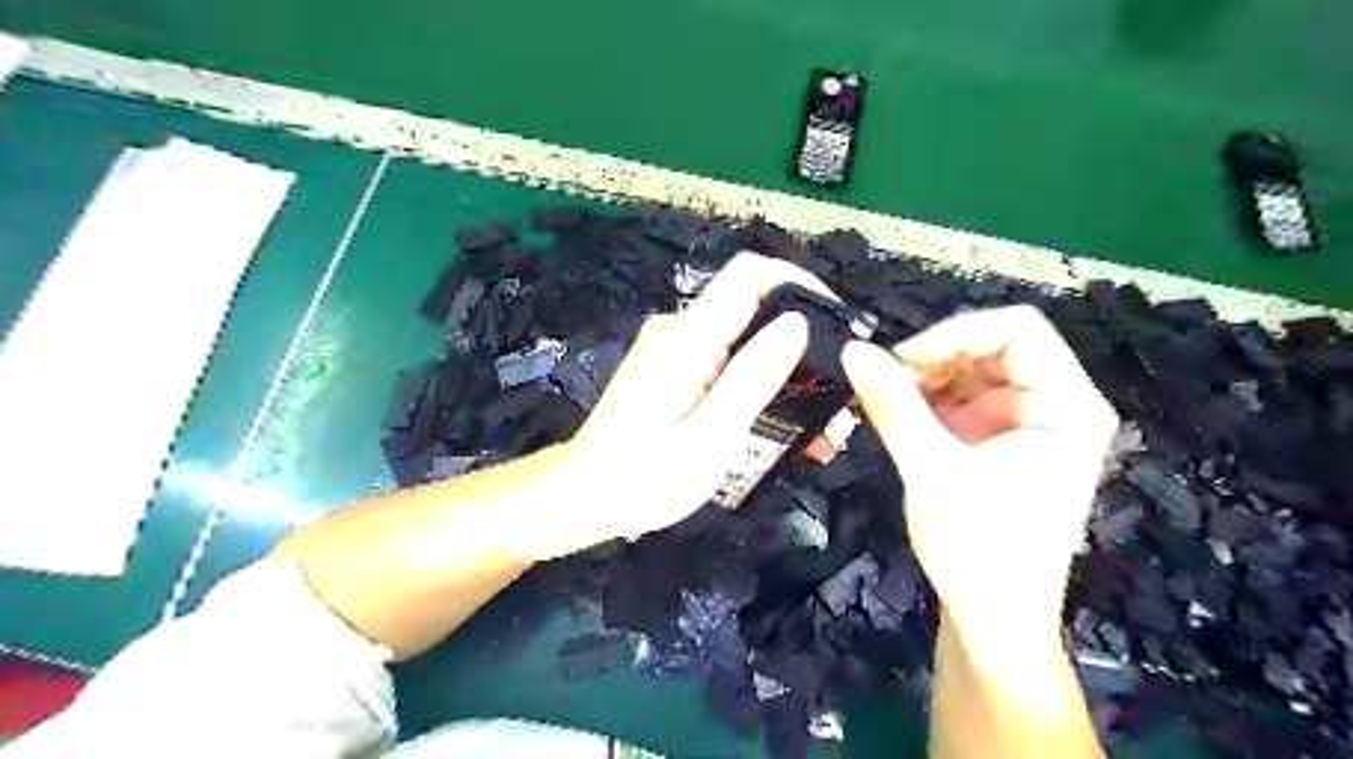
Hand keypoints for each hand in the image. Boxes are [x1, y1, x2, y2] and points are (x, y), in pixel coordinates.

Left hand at [541, 254, 835, 558]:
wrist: (585, 495)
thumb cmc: (644, 478)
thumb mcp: (709, 437)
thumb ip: (752, 378)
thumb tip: (798, 321)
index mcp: (688, 338)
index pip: (750, 276)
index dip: (801, 283)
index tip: (840, 323)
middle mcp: (682, 330)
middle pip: (755, 309)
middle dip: (804, 345)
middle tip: (839, 397)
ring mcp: (677, 348)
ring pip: (747, 340)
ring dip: (787, 374)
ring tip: (821, 427)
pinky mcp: (677, 368)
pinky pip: (729, 362)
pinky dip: (761, 386)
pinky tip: (782, 425)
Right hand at [843, 305, 1115, 649]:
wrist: (990, 622)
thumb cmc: (979, 550)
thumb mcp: (932, 471)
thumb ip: (893, 405)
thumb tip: (851, 349)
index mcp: (1066, 406)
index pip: (1019, 330)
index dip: (957, 333)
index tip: (903, 359)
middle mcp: (1049, 406)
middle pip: (990, 348)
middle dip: (935, 358)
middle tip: (883, 379)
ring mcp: (1018, 425)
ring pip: (967, 374)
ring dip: (922, 379)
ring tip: (878, 397)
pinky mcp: (991, 444)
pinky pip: (954, 402)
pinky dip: (920, 402)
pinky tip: (887, 413)